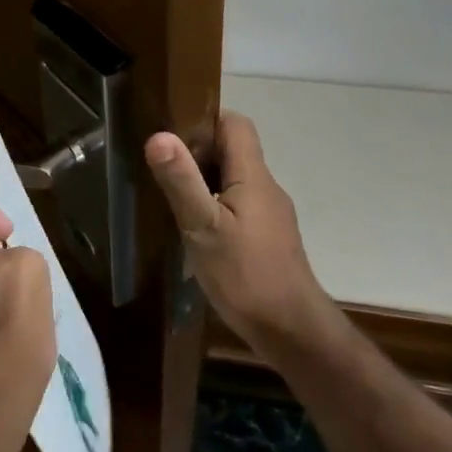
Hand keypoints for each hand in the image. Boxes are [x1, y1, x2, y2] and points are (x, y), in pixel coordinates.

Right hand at [145, 112, 337, 351]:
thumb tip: (158, 135)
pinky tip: (196, 231)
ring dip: (205, 180)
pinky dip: (216, 206)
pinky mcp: (268, 237)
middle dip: (198, 151)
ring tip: (172, 197)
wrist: (292, 332)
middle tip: (163, 167)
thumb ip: (181, 181)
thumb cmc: (246, 275)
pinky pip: (239, 205)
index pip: (235, 123)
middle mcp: (266, 187)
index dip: (205, 119)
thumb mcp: (203, 227)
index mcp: (253, 175)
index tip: (172, 131)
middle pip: (233, 150)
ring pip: (235, 179)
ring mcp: (270, 214)